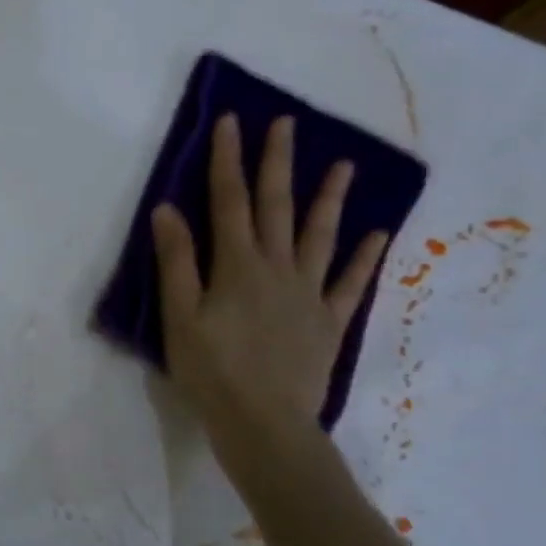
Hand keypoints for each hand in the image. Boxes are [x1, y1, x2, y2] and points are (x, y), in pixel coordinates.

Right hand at [151, 115, 386, 436]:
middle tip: (285, 123)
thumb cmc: (211, 370)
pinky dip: (363, 258)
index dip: (227, 160)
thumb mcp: (180, 316)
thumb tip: (167, 209)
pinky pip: (350, 284)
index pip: (229, 200)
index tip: (230, 121)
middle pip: (277, 206)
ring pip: (320, 236)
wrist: (264, 424)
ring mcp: (309, 294)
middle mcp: (277, 268)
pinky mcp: (329, 322)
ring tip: (342, 164)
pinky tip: (377, 235)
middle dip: (277, 162)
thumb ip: (176, 261)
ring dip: (329, 198)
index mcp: (237, 265)